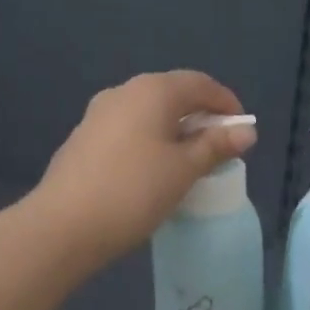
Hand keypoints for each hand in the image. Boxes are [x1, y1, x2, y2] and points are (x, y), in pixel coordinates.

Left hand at [33, 71, 256, 267]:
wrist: (62, 226)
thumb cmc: (134, 192)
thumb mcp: (184, 170)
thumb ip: (216, 146)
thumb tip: (247, 131)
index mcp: (152, 90)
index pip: (200, 83)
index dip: (226, 103)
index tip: (241, 131)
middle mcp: (123, 92)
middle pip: (172, 94)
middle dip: (200, 116)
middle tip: (218, 147)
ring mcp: (97, 114)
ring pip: (148, 112)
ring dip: (173, 129)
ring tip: (188, 161)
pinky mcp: (82, 139)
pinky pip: (128, 129)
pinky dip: (149, 141)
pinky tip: (152, 171)